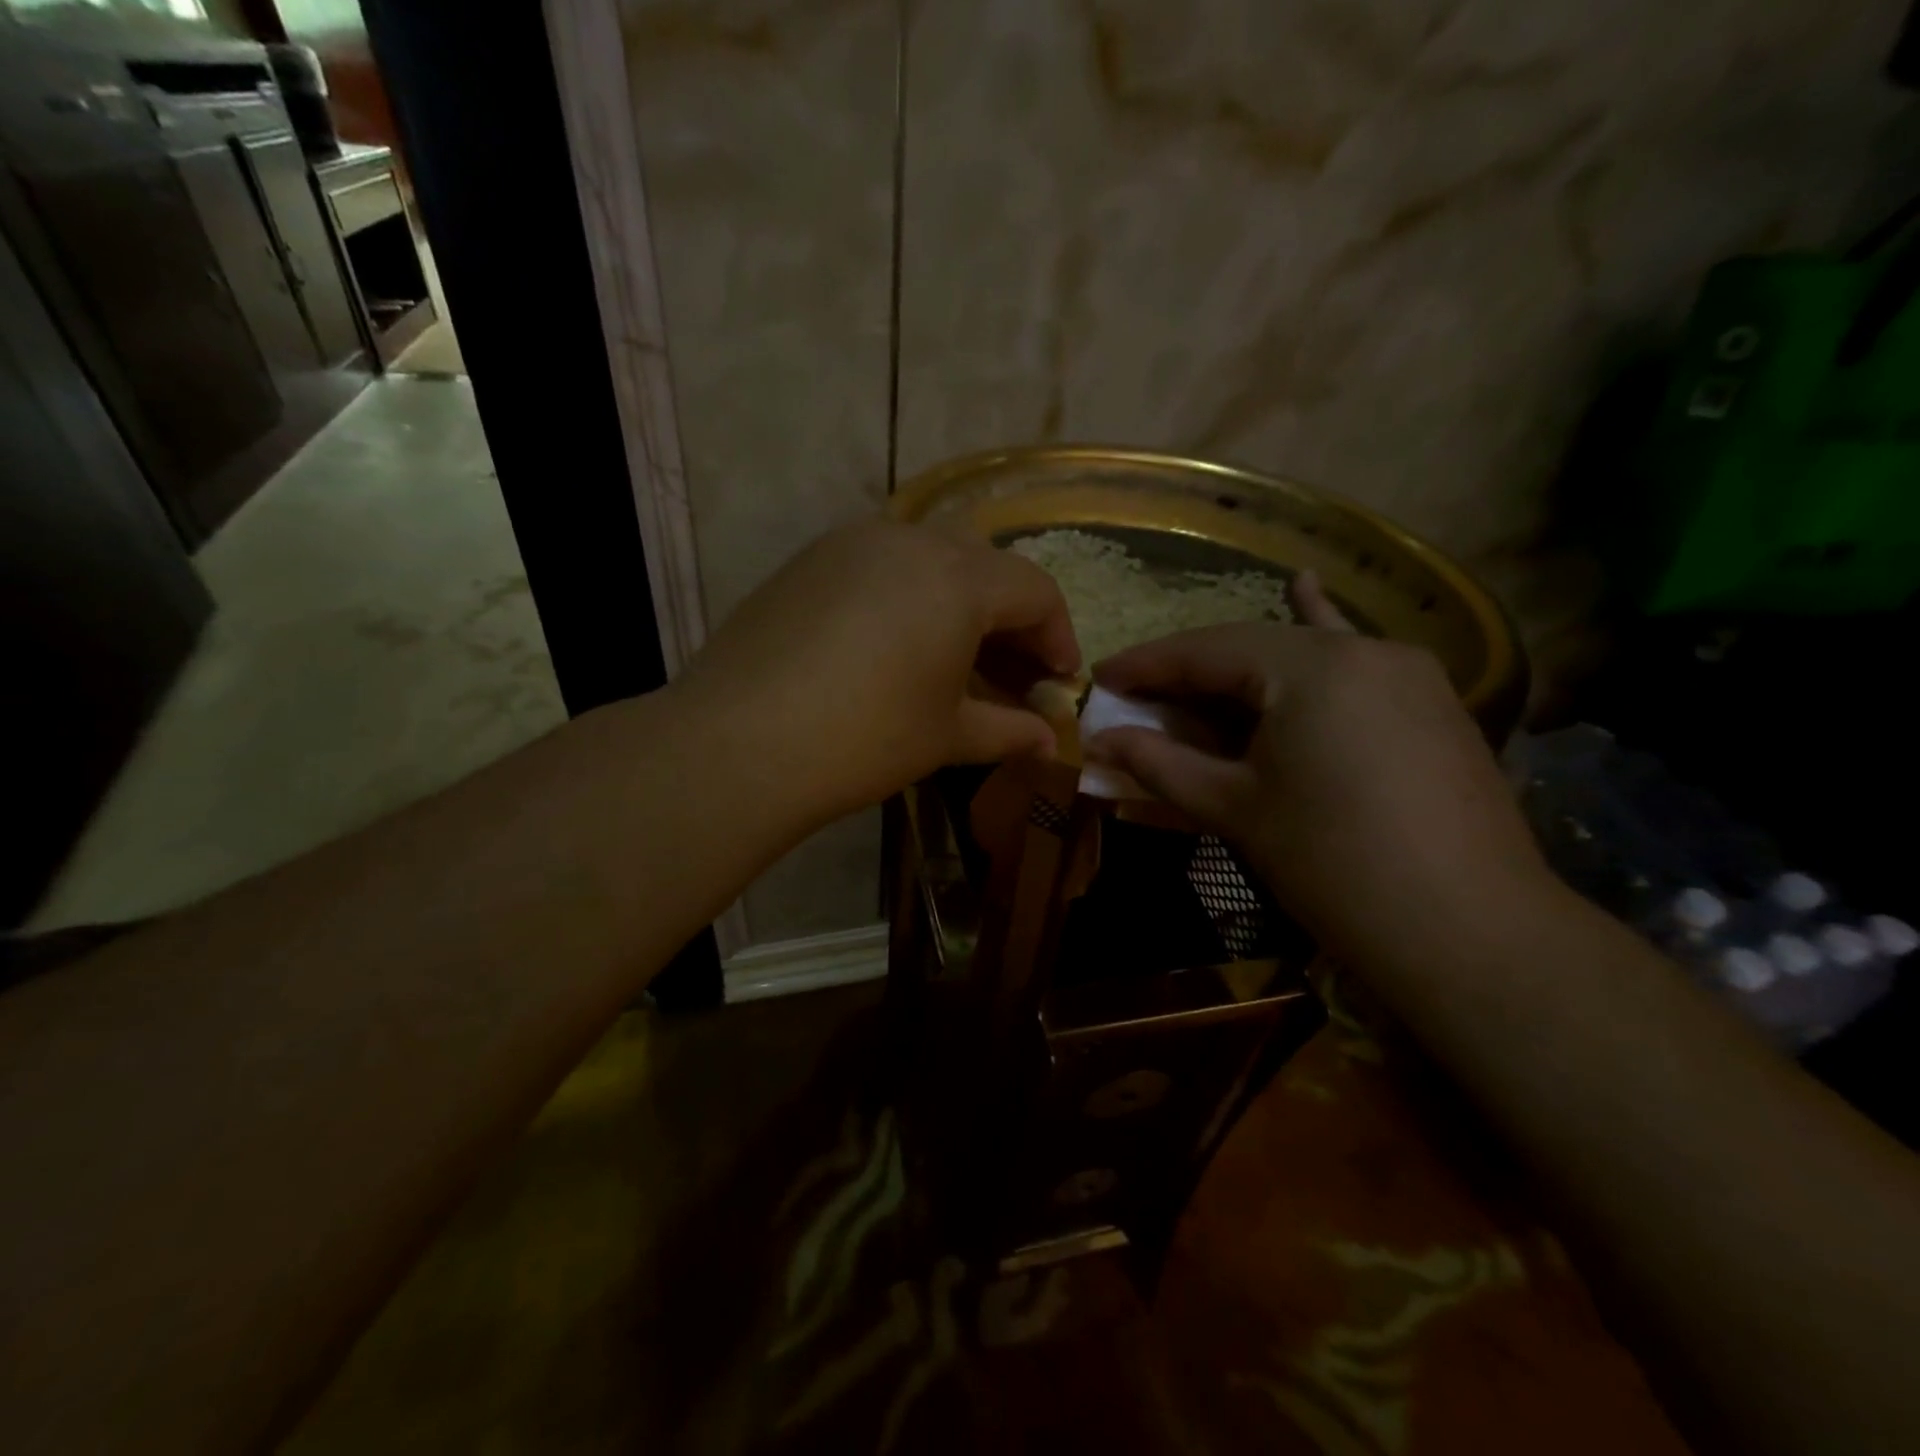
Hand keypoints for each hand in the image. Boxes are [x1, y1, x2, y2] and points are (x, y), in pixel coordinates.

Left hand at [674, 519, 1079, 825]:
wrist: (739, 742)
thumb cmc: (865, 738)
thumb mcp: (947, 736)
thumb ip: (1007, 730)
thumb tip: (1047, 742)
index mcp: (958, 578)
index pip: (1035, 590)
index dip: (1058, 637)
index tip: (1057, 682)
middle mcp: (909, 540)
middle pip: (984, 565)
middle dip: (1009, 616)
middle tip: (1010, 671)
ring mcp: (851, 543)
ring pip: (930, 557)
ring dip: (958, 601)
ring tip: (953, 658)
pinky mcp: (808, 561)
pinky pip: (879, 563)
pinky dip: (907, 595)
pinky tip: (892, 645)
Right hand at [1085, 574, 1551, 959]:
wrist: (1471, 932)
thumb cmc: (1333, 864)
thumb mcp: (1236, 809)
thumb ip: (1161, 765)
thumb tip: (1101, 741)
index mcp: (1311, 667)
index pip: (1207, 651)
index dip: (1147, 665)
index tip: (1101, 676)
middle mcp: (1364, 649)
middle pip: (1255, 647)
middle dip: (1192, 670)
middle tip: (1141, 693)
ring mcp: (1407, 672)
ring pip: (1304, 652)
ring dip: (1245, 661)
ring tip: (1199, 658)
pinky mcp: (1431, 702)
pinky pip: (1352, 664)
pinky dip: (1317, 638)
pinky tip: (1306, 590)